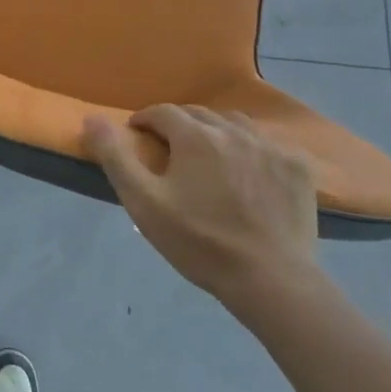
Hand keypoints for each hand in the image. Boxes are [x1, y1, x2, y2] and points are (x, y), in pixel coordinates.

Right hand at [82, 105, 320, 306]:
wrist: (271, 280)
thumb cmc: (198, 241)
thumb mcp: (143, 202)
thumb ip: (115, 157)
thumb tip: (92, 119)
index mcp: (195, 136)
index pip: (162, 112)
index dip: (144, 121)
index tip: (137, 137)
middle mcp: (233, 130)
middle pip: (197, 114)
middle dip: (178, 125)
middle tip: (169, 151)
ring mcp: (270, 146)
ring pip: (234, 123)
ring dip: (214, 131)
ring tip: (207, 157)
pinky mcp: (298, 166)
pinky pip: (267, 143)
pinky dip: (250, 148)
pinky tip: (247, 171)